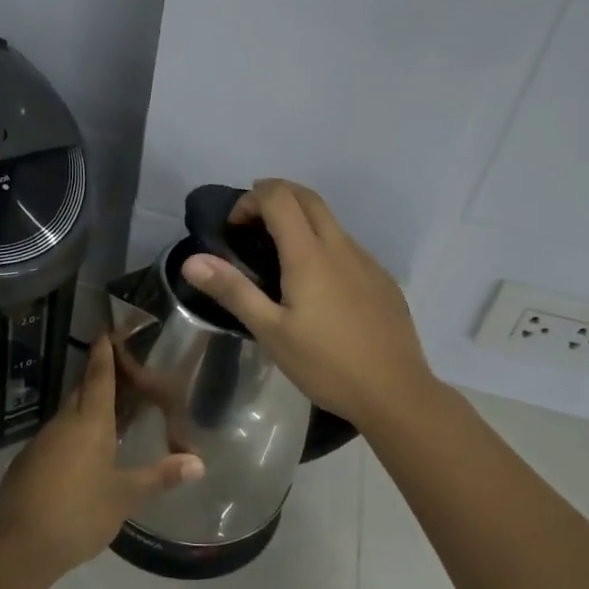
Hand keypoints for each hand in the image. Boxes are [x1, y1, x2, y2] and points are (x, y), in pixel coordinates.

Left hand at [0, 333, 203, 575]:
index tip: (105, 332)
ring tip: (105, 415)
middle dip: (97, 379)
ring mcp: (41, 443)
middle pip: (81, 392)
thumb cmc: (80, 513)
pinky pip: (53, 438)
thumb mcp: (125, 497)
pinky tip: (79, 455)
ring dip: (84, 410)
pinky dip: (69, 436)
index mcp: (90, 424)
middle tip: (117, 372)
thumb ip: (160, 476)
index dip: (103, 355)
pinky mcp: (26, 463)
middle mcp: (63, 424)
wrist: (21, 545)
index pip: (99, 378)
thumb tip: (199, 463)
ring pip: (66, 416)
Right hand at [178, 178, 436, 434]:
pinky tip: (317, 289)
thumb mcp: (271, 332)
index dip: (250, 200)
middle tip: (251, 227)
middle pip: (307, 197)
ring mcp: (367, 261)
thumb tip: (192, 260)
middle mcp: (341, 246)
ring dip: (300, 220)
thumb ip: (233, 291)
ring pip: (330, 220)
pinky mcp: (382, 280)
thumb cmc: (326, 364)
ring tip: (279, 259)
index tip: (234, 229)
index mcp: (309, 254)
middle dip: (275, 196)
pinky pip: (347, 246)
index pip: (279, 197)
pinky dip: (323, 245)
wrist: (396, 392)